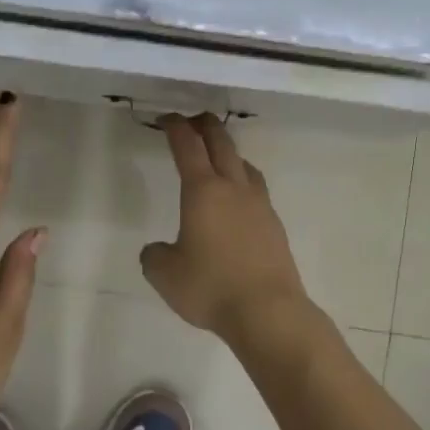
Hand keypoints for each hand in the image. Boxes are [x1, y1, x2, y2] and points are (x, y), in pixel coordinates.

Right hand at [141, 113, 312, 345]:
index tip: (167, 118)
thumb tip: (158, 249)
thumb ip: (155, 255)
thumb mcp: (164, 274)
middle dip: (206, 126)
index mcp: (203, 191)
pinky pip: (257, 190)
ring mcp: (259, 205)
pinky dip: (243, 182)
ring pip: (245, 165)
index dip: (175, 128)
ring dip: (229, 152)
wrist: (267, 310)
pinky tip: (239, 200)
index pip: (187, 146)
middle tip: (194, 120)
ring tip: (220, 157)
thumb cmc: (210, 287)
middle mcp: (234, 189)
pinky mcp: (275, 225)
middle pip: (222, 144)